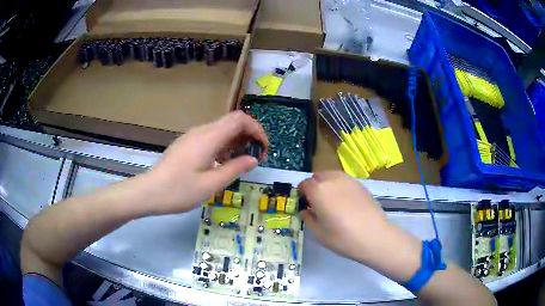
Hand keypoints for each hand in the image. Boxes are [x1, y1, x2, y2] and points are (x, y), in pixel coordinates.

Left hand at [143, 111, 267, 214]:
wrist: (150, 192)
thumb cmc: (180, 190)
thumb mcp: (211, 184)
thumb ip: (235, 168)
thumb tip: (253, 159)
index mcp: (209, 138)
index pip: (240, 119)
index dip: (256, 130)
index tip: (263, 149)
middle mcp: (201, 131)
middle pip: (232, 122)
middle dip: (249, 136)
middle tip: (255, 158)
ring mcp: (192, 136)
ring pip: (221, 130)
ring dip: (236, 141)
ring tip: (241, 162)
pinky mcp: (187, 143)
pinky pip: (211, 137)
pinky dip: (224, 145)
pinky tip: (222, 163)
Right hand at [299, 171, 421, 280]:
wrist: (374, 236)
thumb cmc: (343, 238)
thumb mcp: (319, 234)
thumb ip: (308, 219)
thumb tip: (305, 211)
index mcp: (318, 191)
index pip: (304, 184)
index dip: (301, 193)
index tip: (304, 203)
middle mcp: (332, 180)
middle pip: (317, 176)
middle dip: (313, 187)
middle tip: (316, 203)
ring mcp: (348, 180)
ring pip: (331, 175)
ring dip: (326, 184)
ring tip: (330, 200)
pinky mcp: (360, 184)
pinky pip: (343, 180)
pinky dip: (339, 186)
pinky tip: (345, 201)